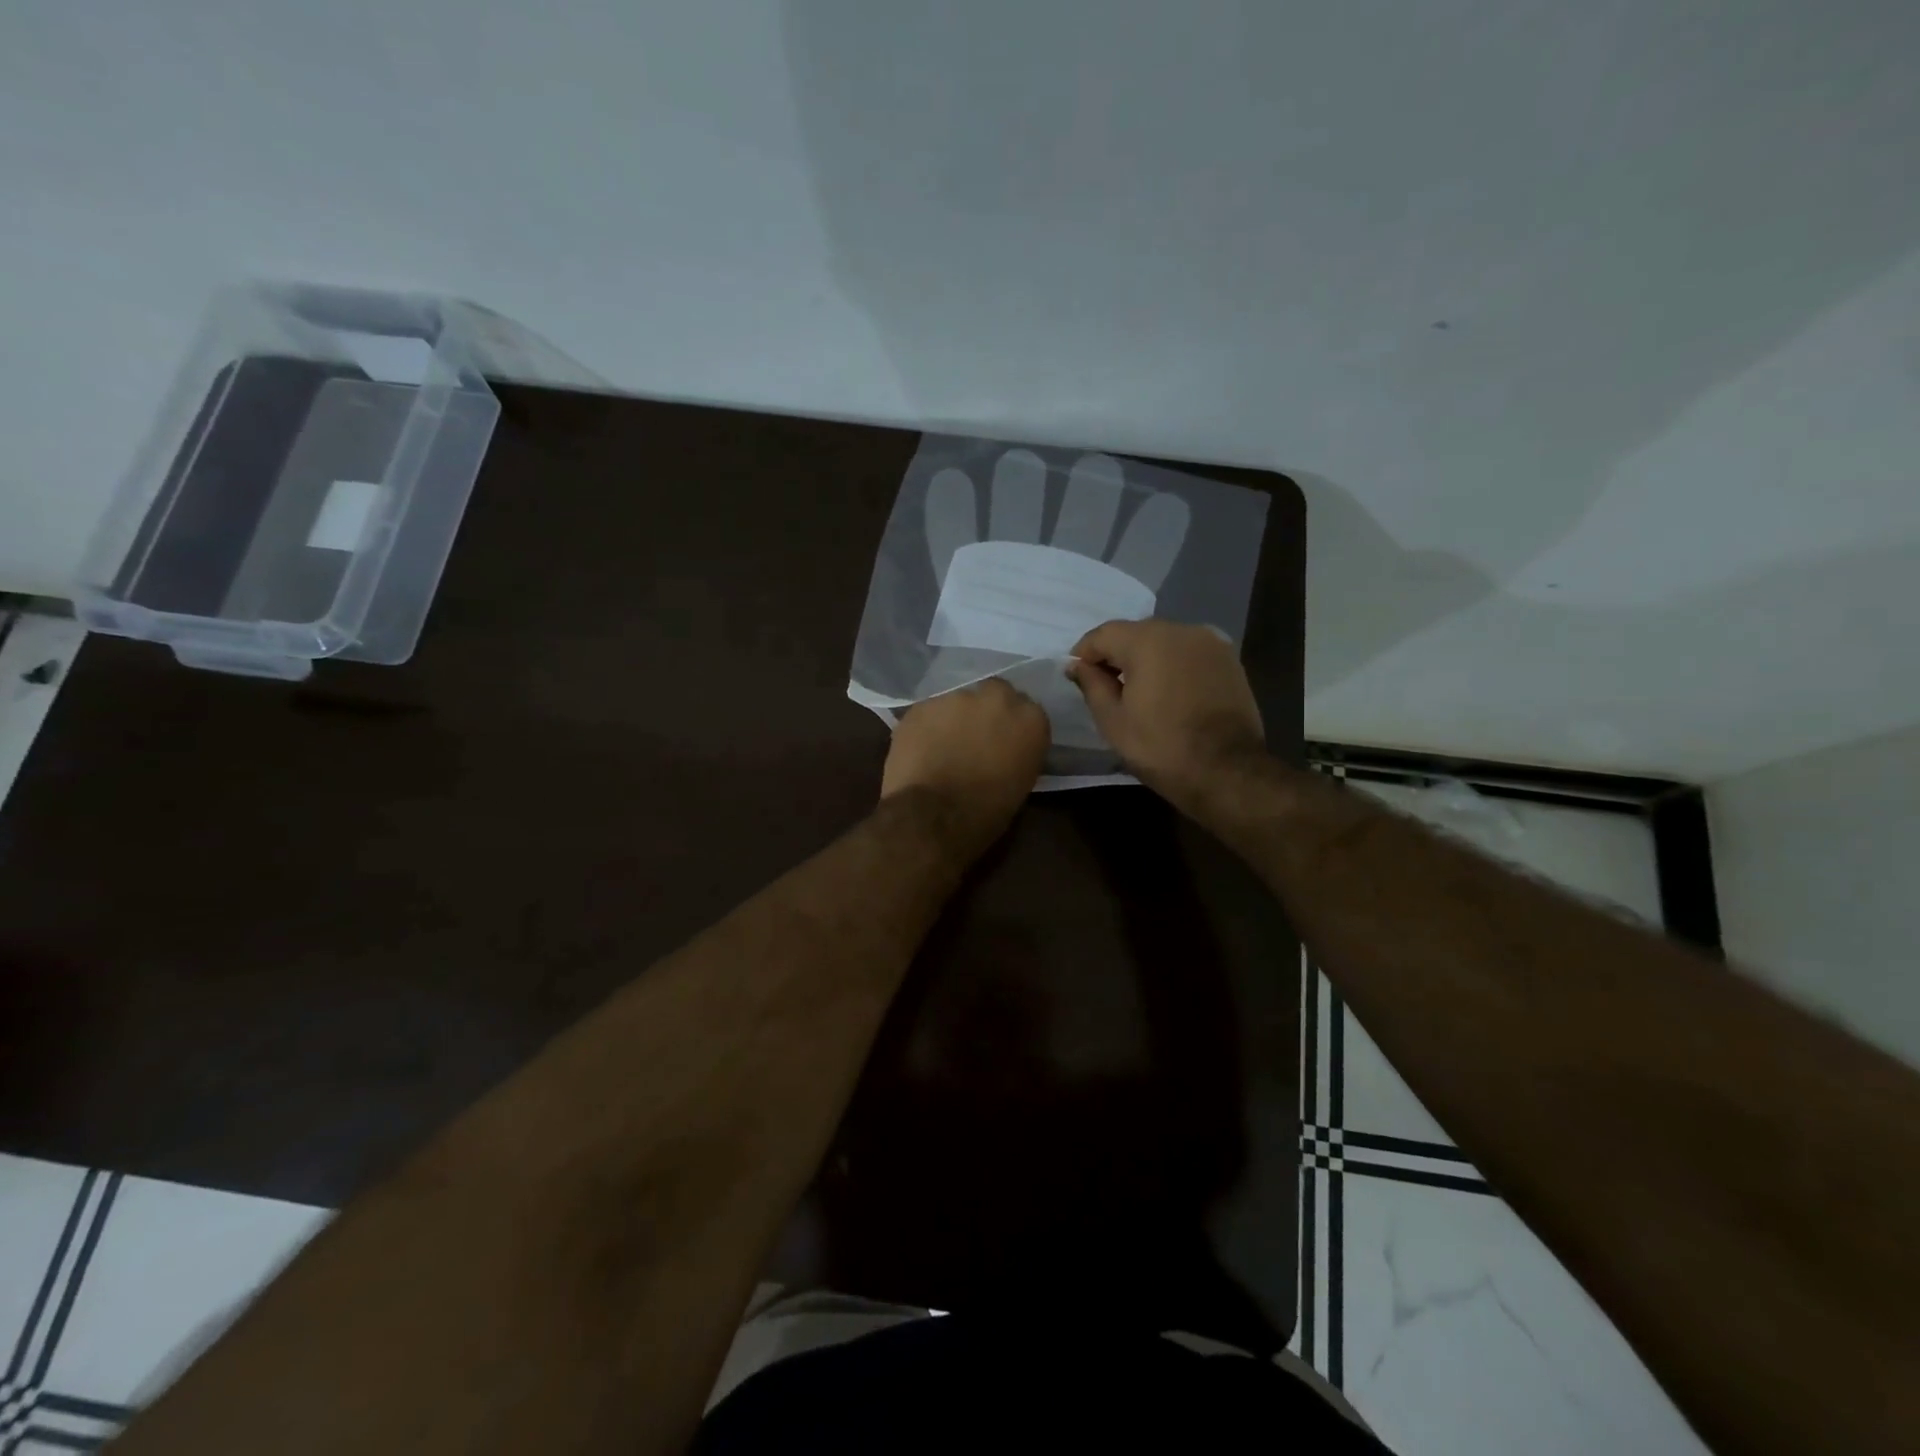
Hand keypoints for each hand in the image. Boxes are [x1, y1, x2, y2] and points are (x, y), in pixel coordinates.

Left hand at [881, 679, 1048, 852]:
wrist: (935, 817)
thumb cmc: (986, 812)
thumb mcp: (1020, 782)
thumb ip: (1018, 751)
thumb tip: (1006, 748)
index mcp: (1030, 719)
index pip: (1026, 710)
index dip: (1012, 726)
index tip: (1004, 741)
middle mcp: (997, 698)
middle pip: (994, 693)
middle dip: (986, 711)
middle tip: (974, 737)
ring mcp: (956, 697)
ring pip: (957, 701)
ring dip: (954, 718)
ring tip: (943, 745)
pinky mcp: (922, 705)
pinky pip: (928, 712)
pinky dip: (927, 727)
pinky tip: (921, 749)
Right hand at [1067, 620, 1265, 812]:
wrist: (1227, 771)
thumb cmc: (1161, 747)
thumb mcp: (1113, 720)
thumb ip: (1091, 684)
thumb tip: (1077, 664)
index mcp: (1148, 641)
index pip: (1104, 634)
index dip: (1084, 652)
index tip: (1075, 675)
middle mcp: (1181, 630)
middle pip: (1136, 633)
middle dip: (1116, 654)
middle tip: (1104, 686)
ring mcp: (1210, 643)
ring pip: (1164, 641)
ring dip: (1146, 659)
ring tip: (1137, 691)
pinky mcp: (1229, 660)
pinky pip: (1188, 653)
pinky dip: (1172, 665)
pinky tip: (1168, 692)